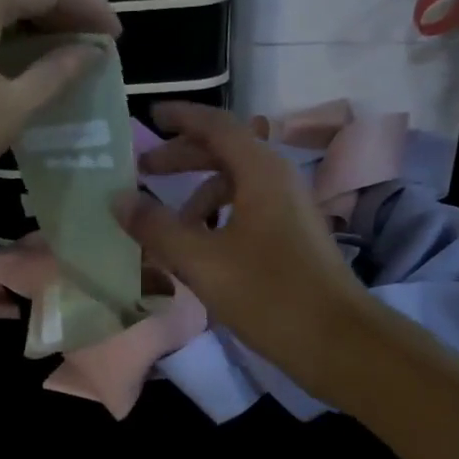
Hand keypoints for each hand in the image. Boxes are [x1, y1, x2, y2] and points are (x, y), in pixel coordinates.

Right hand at [117, 102, 375, 391]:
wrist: (339, 342)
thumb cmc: (269, 294)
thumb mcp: (201, 261)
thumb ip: (156, 228)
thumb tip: (118, 199)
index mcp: (260, 172)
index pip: (216, 125)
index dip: (181, 117)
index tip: (149, 116)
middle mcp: (277, 180)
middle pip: (224, 152)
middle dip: (182, 157)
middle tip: (143, 170)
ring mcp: (289, 209)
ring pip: (235, 185)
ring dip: (198, 195)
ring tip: (167, 225)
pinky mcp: (292, 237)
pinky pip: (246, 210)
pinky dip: (216, 218)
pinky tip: (199, 250)